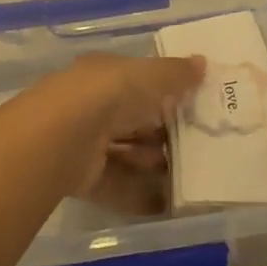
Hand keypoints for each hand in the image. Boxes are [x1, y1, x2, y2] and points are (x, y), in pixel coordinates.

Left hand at [33, 52, 203, 209]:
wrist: (63, 138)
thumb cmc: (109, 95)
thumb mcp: (150, 76)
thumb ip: (176, 74)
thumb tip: (203, 63)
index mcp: (104, 75)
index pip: (137, 82)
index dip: (165, 93)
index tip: (195, 108)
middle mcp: (92, 106)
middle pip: (133, 121)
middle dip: (162, 133)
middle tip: (199, 146)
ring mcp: (85, 143)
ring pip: (126, 153)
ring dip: (154, 164)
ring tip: (190, 175)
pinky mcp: (83, 177)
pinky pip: (118, 185)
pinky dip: (141, 194)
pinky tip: (168, 202)